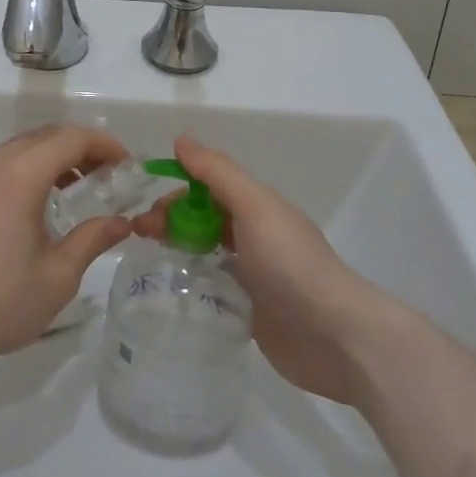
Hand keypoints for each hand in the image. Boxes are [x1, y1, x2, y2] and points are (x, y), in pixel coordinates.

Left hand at [0, 125, 132, 370]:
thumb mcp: (57, 276)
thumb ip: (92, 240)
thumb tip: (121, 222)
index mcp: (21, 174)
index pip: (71, 138)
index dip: (104, 144)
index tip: (127, 166)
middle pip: (46, 136)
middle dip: (81, 148)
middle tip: (108, 176)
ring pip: (21, 148)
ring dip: (53, 158)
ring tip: (76, 189)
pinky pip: (1, 164)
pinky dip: (28, 169)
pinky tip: (36, 205)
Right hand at [134, 135, 388, 401]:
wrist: (335, 337)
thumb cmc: (291, 263)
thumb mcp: (254, 206)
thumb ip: (218, 173)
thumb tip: (181, 139)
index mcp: (257, 206)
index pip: (207, 186)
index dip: (176, 187)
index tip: (145, 202)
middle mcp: (254, 235)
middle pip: (203, 217)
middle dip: (170, 218)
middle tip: (140, 234)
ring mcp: (253, 275)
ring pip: (206, 251)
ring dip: (177, 249)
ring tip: (147, 260)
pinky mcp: (250, 312)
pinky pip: (213, 289)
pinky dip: (192, 284)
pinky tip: (170, 292)